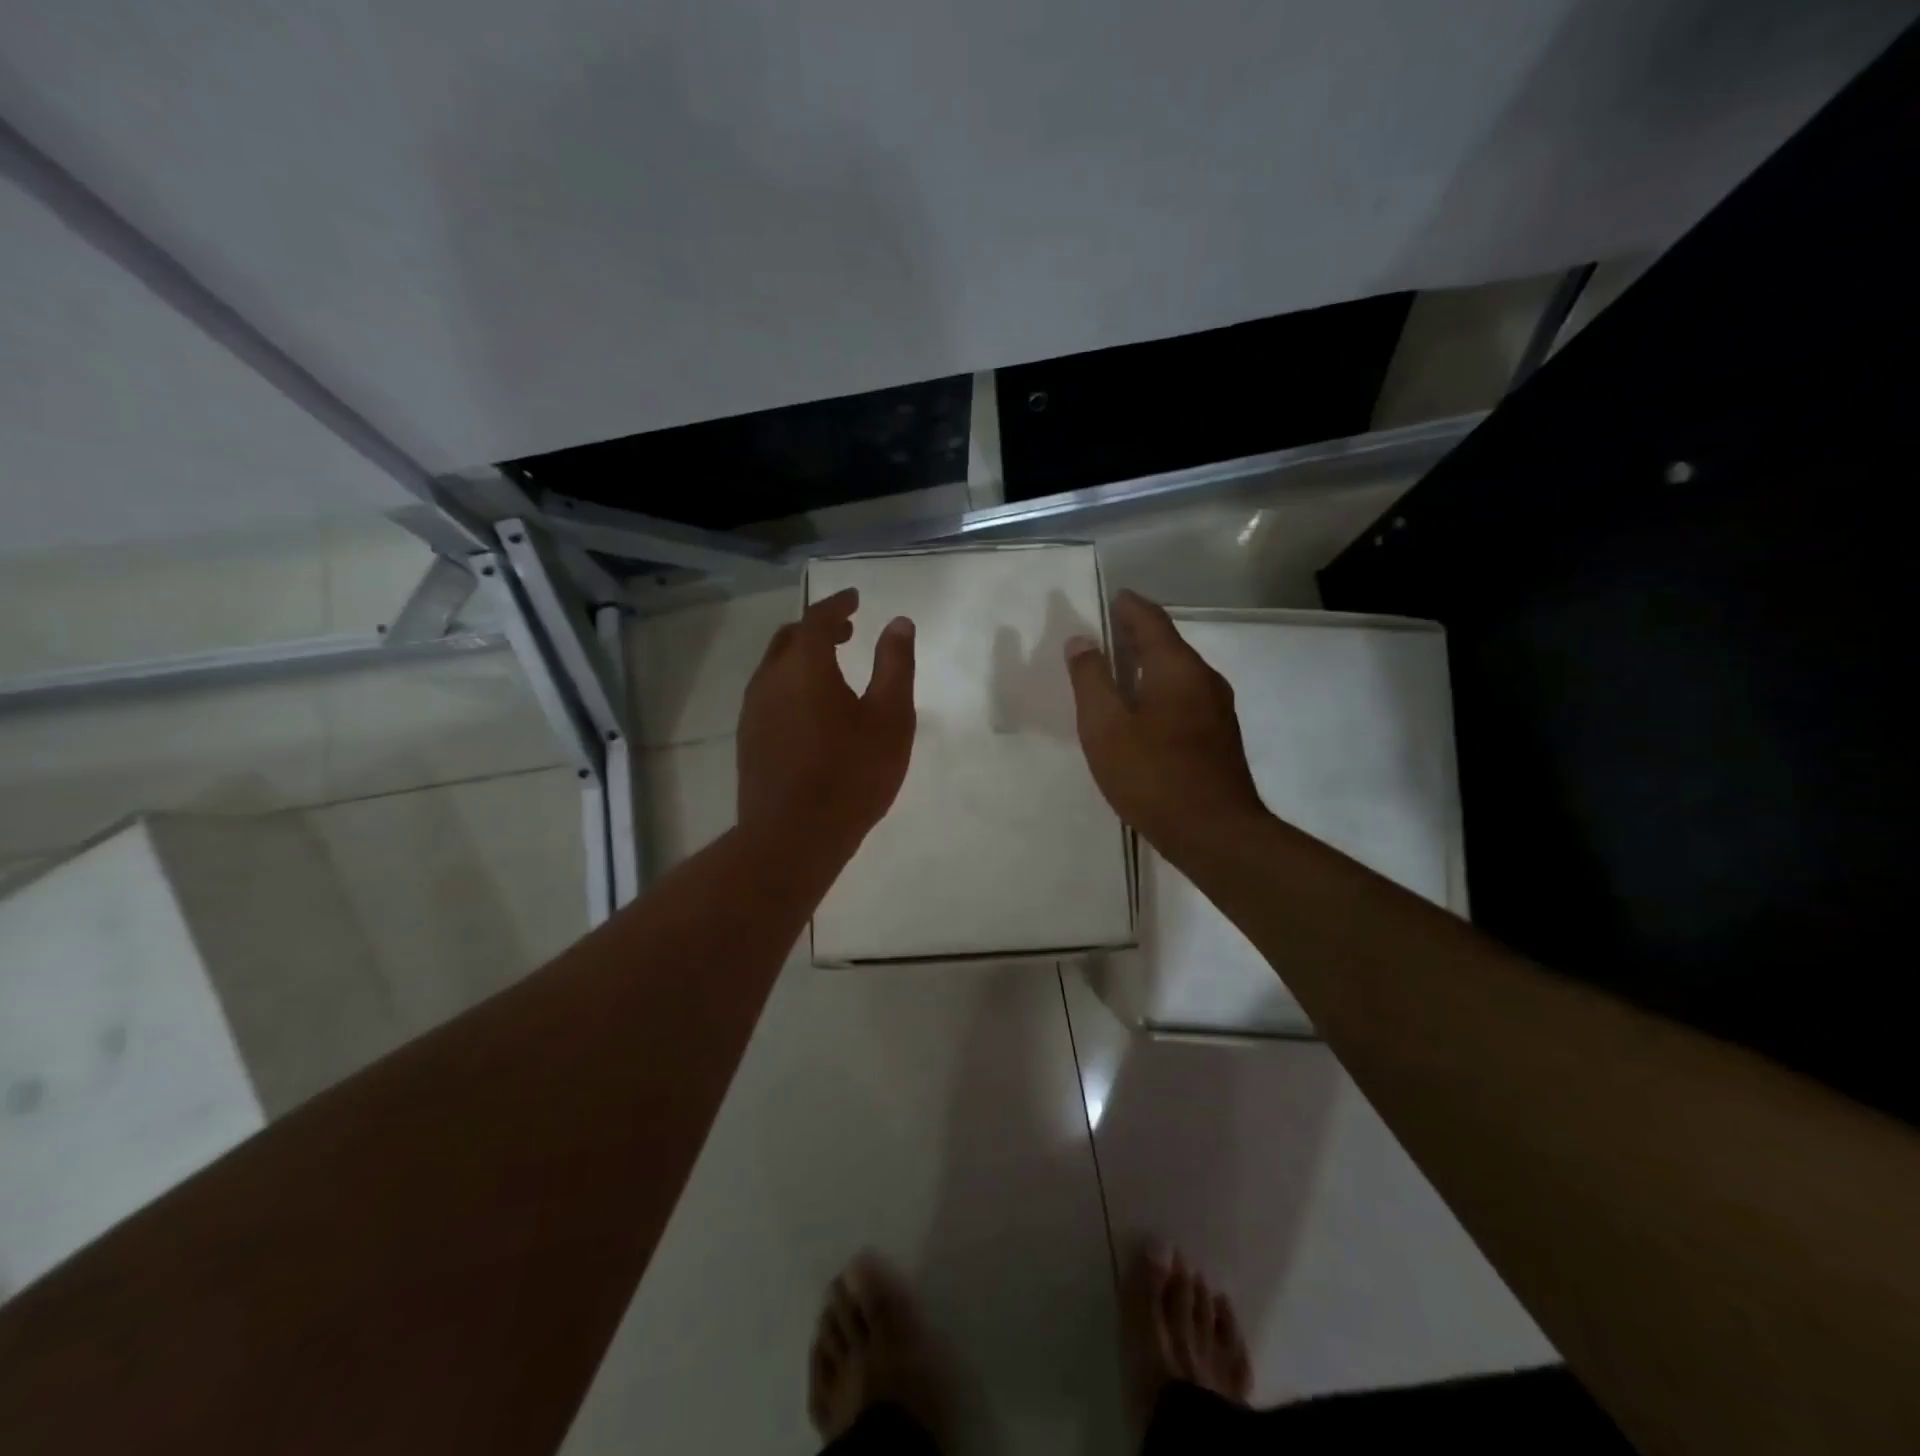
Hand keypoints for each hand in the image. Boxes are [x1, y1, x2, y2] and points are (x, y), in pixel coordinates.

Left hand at [738, 587, 916, 859]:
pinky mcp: (749, 739)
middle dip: (819, 627)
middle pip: (791, 638)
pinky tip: (811, 708)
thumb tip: (899, 623)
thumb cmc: (852, 775)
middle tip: (847, 630)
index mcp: (805, 667)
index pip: (818, 618)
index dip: (838, 604)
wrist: (792, 837)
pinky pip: (770, 693)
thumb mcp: (890, 719)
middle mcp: (771, 680)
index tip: (856, 598)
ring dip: (803, 656)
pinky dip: (792, 683)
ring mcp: (754, 711)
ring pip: (776, 666)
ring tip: (832, 667)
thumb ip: (895, 666)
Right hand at [1064, 589, 1264, 860]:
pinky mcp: (1219, 737)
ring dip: (1149, 664)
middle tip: (1106, 631)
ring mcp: (1217, 710)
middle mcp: (1204, 679)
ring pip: (1178, 673)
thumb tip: (1081, 641)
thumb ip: (1090, 680)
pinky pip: (1185, 697)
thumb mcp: (1105, 727)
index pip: (1151, 620)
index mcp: (1177, 668)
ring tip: (1118, 669)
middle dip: (1137, 634)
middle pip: (1168, 644)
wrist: (1214, 833)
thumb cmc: (1153, 776)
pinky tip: (1142, 711)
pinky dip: (1160, 690)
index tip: (1112, 597)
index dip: (1129, 606)